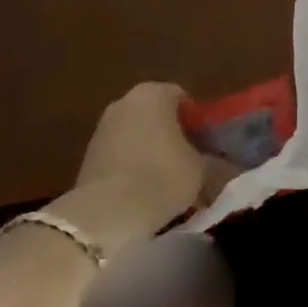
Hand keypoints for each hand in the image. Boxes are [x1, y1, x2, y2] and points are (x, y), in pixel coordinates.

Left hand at [51, 84, 235, 256]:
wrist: (107, 213)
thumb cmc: (162, 178)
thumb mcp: (201, 170)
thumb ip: (212, 160)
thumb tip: (220, 163)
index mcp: (154, 93)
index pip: (183, 98)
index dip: (197, 121)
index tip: (206, 146)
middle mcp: (125, 101)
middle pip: (157, 114)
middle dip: (172, 135)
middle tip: (189, 163)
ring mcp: (102, 127)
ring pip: (136, 135)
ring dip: (150, 152)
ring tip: (166, 183)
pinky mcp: (87, 154)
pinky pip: (119, 155)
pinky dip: (131, 167)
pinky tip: (142, 192)